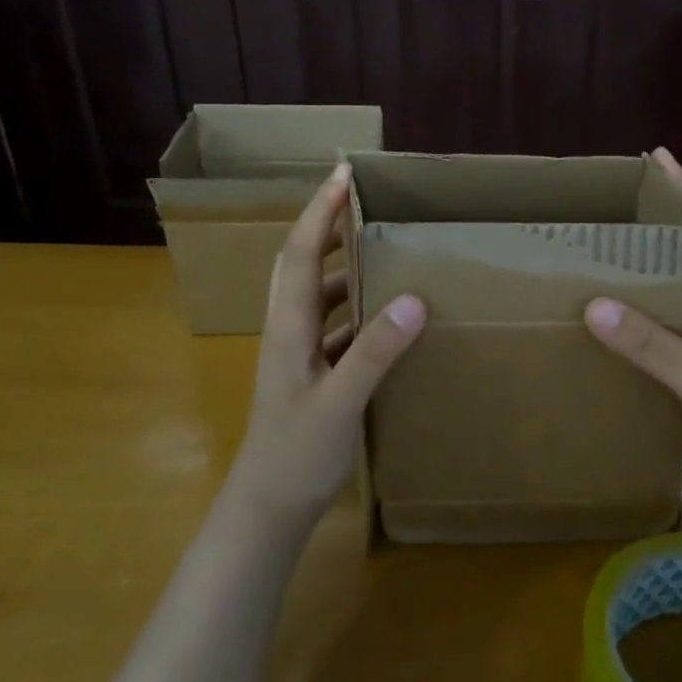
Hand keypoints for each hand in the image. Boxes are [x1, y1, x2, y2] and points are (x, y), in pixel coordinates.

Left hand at [230, 163, 425, 529]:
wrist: (267, 508)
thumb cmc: (295, 454)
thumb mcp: (339, 402)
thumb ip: (374, 351)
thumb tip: (414, 298)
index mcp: (288, 327)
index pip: (299, 253)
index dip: (320, 211)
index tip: (343, 174)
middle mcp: (289, 331)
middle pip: (300, 263)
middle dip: (325, 226)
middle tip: (361, 200)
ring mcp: (298, 353)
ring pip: (317, 294)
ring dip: (341, 265)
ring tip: (380, 248)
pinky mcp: (312, 373)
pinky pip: (334, 325)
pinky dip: (355, 307)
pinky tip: (386, 314)